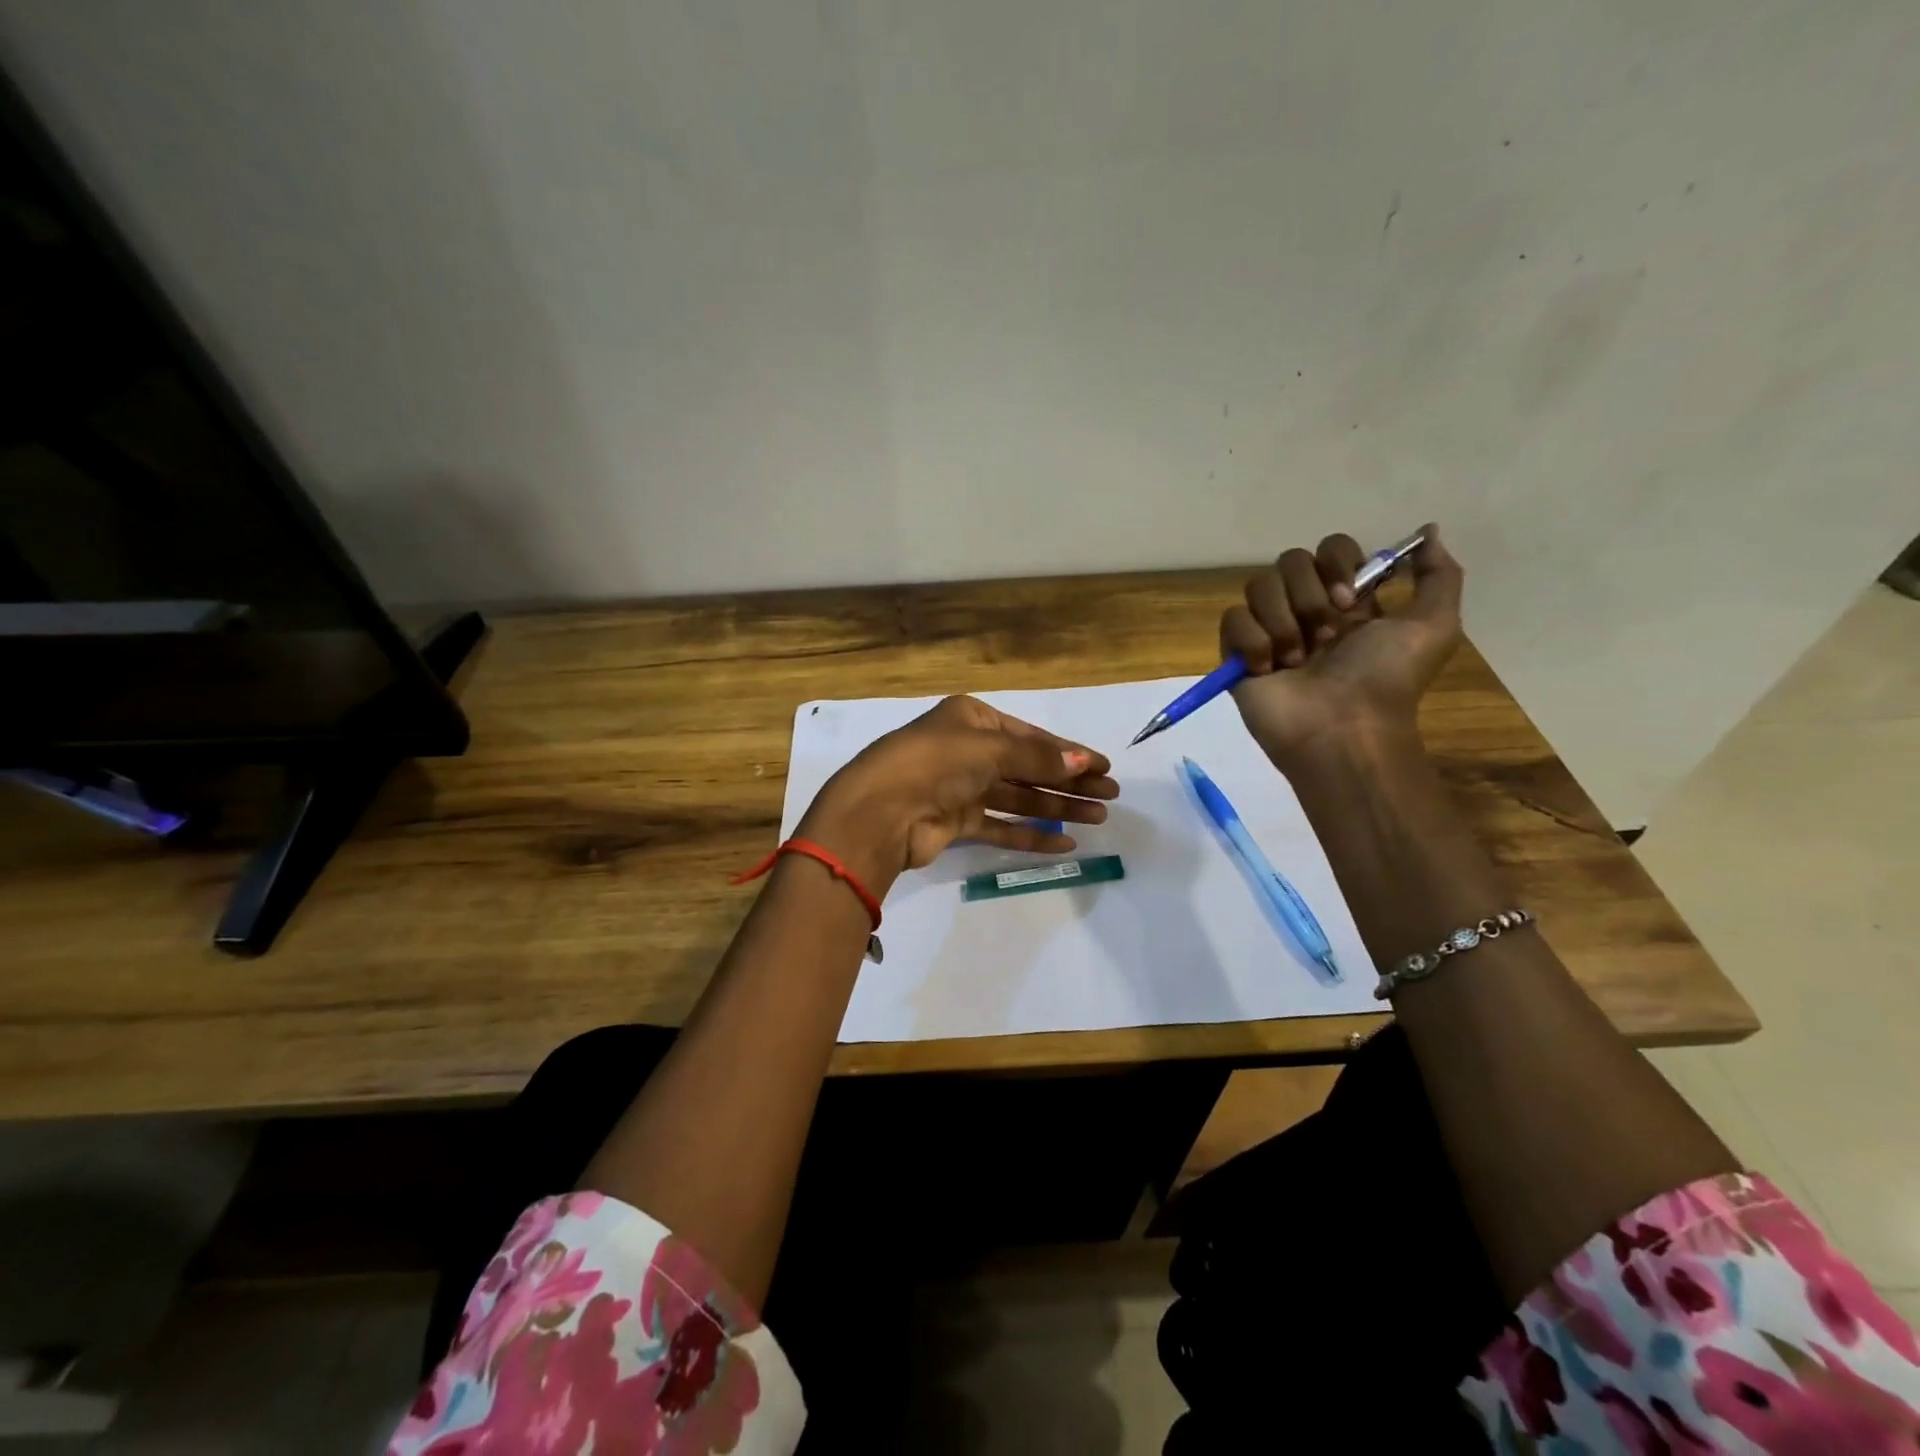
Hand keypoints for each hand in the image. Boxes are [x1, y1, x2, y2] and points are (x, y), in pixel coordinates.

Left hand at [796, 696, 1119, 896]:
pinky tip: (1063, 844)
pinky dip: (1029, 834)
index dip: (1068, 752)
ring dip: (1056, 807)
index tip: (1104, 767)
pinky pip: (1000, 826)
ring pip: (1018, 797)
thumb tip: (1084, 763)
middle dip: (1068, 781)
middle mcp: (966, 750)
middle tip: (1110, 796)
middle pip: (1028, 767)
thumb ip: (1037, 759)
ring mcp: (960, 788)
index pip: (1029, 737)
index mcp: (971, 720)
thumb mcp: (990, 750)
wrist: (880, 811)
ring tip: (1097, 817)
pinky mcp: (955, 822)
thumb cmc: (935, 763)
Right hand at [1221, 523, 1463, 769]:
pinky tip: (1269, 669)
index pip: (1329, 549)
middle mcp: (1305, 610)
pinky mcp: (1237, 654)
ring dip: (1283, 622)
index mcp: (1347, 601)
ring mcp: (1269, 631)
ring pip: (1259, 587)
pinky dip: (1252, 641)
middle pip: (1290, 561)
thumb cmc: (1386, 679)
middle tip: (1325, 637)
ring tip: (1296, 660)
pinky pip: (1232, 619)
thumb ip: (1438, 575)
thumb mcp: (1434, 626)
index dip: (1337, 565)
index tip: (1350, 601)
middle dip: (1309, 596)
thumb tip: (1428, 531)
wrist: (1343, 728)